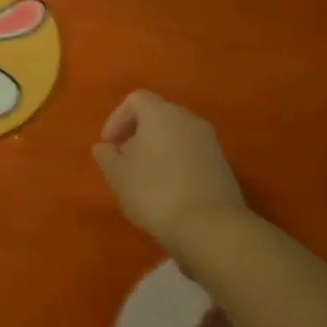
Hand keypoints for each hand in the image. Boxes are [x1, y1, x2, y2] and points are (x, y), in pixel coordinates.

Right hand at [92, 90, 247, 252]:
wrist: (211, 227)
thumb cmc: (155, 193)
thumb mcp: (119, 176)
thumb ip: (107, 157)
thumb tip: (104, 147)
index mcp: (161, 113)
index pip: (135, 100)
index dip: (117, 118)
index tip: (109, 145)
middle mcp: (188, 119)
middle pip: (158, 115)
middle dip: (138, 134)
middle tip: (125, 161)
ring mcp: (210, 141)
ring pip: (176, 135)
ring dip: (158, 149)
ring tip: (146, 178)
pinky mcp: (223, 164)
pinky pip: (192, 153)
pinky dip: (177, 163)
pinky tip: (169, 190)